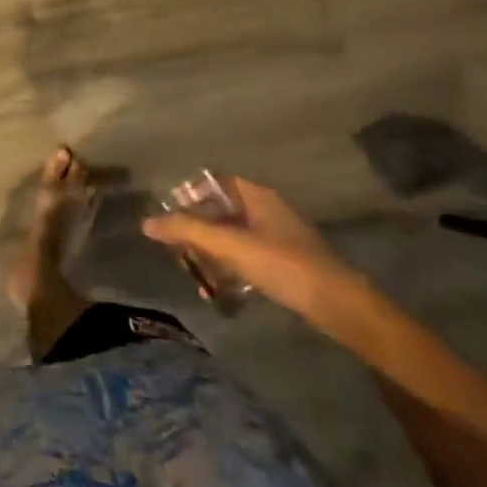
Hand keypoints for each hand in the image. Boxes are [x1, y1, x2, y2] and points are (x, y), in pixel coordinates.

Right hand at [142, 177, 366, 324]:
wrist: (339, 305)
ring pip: (235, 236)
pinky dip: (231, 267)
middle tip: (177, 248)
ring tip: (193, 272)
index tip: (170, 214)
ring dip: (212, 251)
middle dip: (198, 228)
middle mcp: (269, 209)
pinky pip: (249, 256)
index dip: (190, 193)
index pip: (215, 181)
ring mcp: (281, 237)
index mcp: (257, 195)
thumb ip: (187, 231)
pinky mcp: (288, 263)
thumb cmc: (282, 264)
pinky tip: (219, 288)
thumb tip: (146, 222)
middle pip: (223, 210)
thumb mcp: (229, 246)